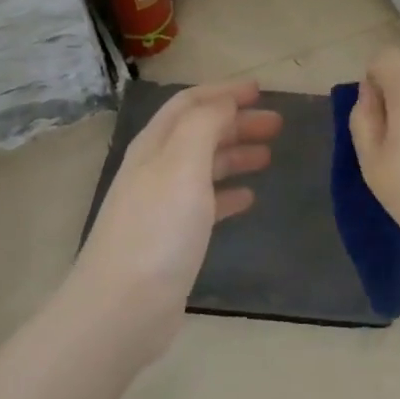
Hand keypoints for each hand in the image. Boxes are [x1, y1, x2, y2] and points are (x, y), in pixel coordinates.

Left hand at [71, 81, 281, 360]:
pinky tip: (249, 198)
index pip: (189, 104)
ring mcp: (162, 205)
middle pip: (199, 133)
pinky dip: (228, 193)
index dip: (223, 92)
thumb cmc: (157, 230)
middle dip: (236, 122)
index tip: (260, 90)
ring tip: (269, 156)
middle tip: (277, 124)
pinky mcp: (172, 238)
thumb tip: (224, 102)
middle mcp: (155, 169)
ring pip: (204, 167)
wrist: (123, 308)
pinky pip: (205, 203)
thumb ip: (204, 125)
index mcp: (155, 146)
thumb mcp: (182, 165)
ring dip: (235, 154)